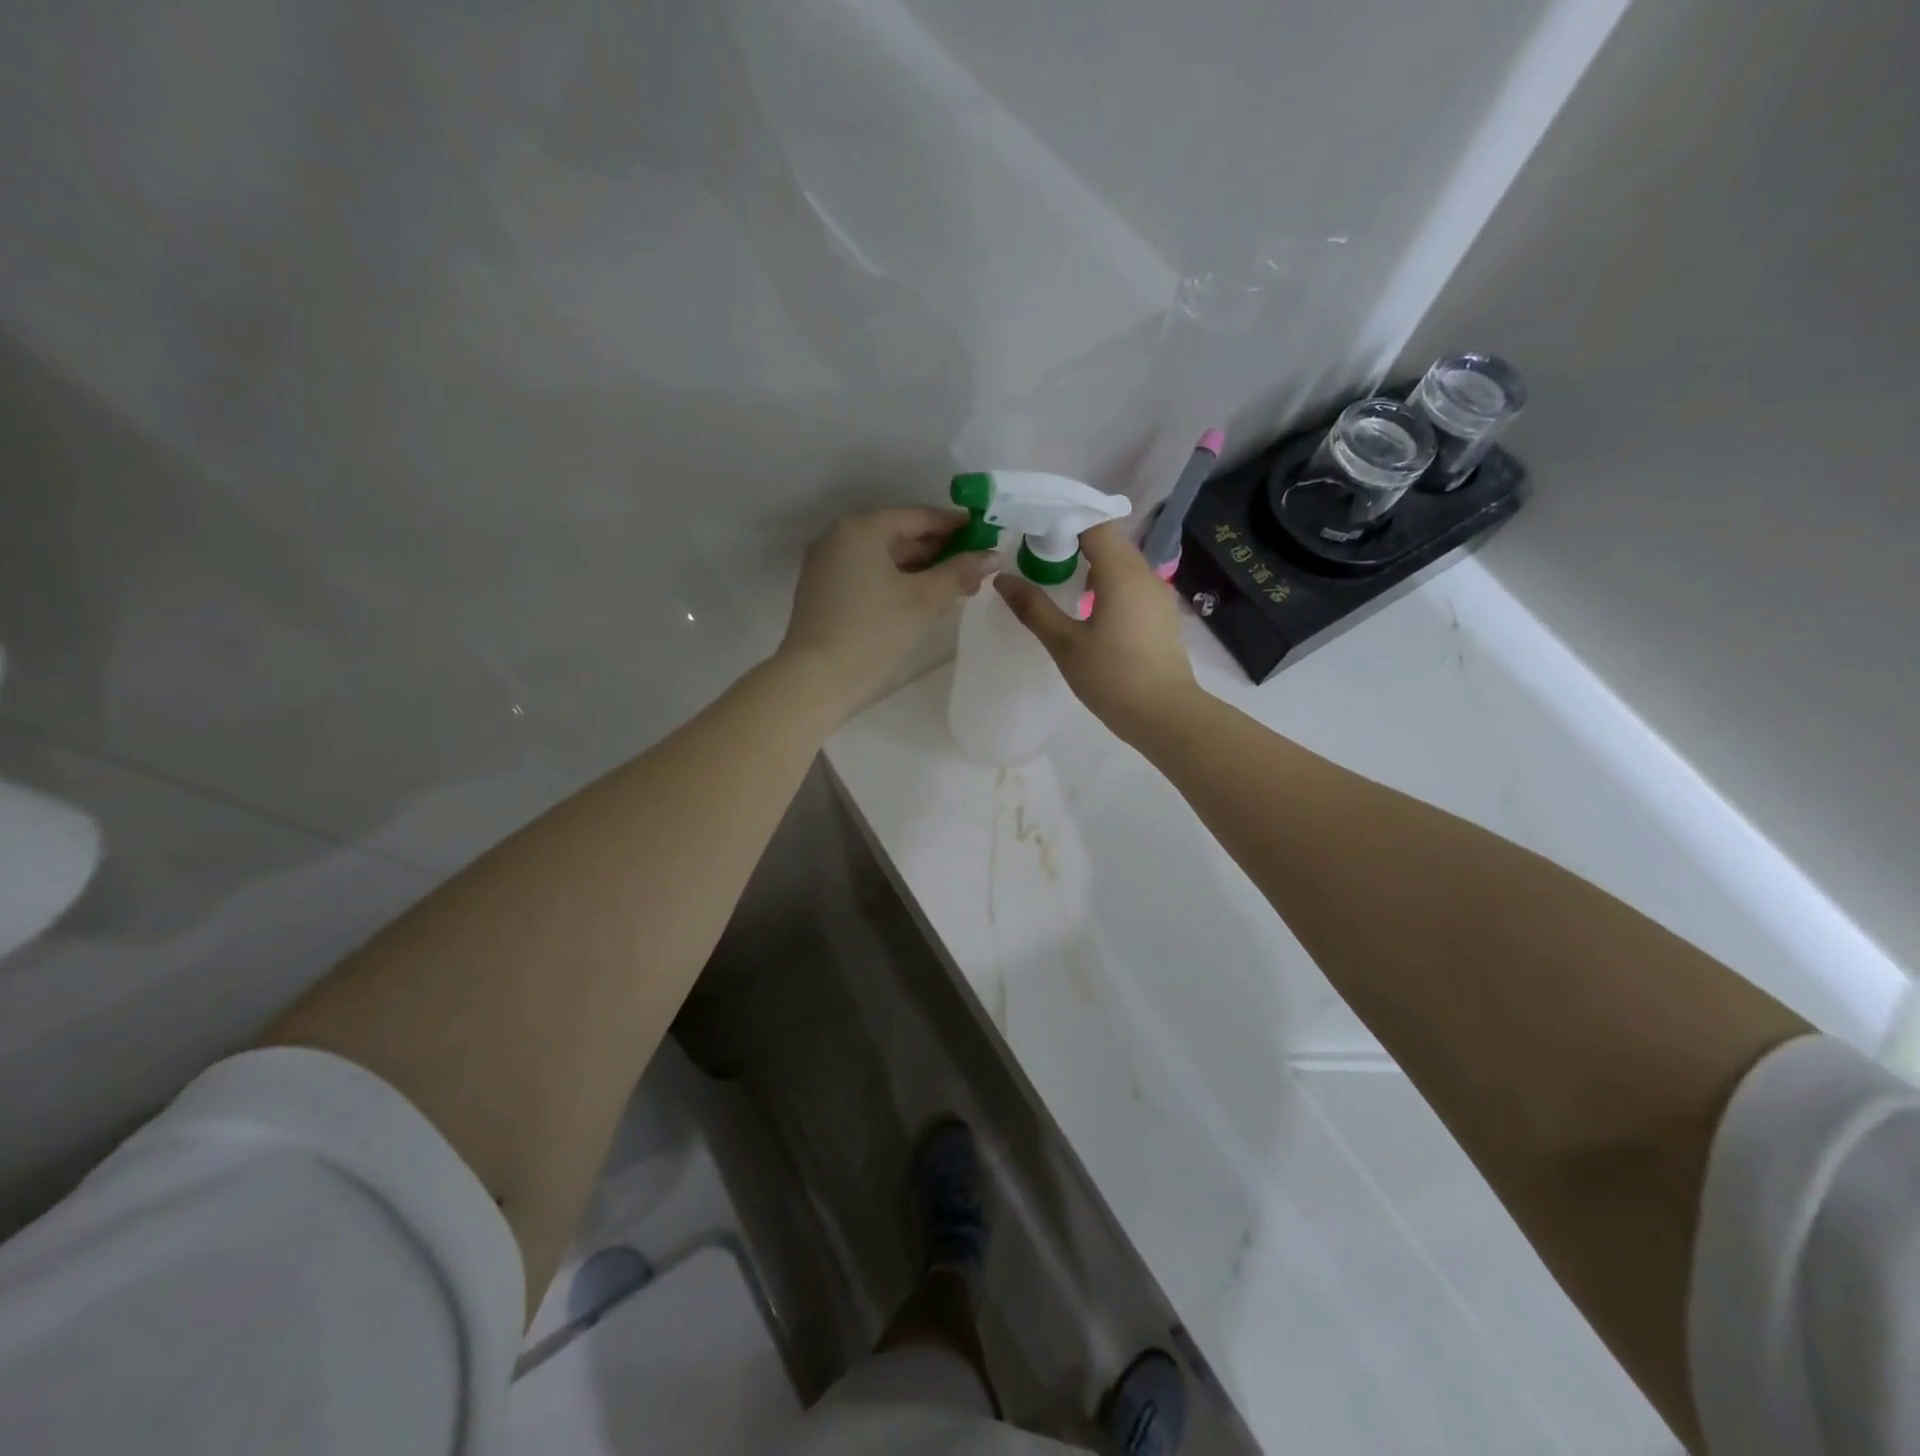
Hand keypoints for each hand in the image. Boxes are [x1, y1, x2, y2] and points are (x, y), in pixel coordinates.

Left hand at [779, 506, 996, 719]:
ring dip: (920, 570)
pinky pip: (869, 576)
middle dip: (939, 552)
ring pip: (884, 559)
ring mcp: (827, 566)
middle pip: (899, 536)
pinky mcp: (824, 592)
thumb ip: (959, 573)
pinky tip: (923, 599)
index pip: (917, 517)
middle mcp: (839, 538)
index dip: (955, 526)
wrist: (815, 680)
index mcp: (861, 529)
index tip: (985, 536)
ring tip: (957, 586)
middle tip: (976, 567)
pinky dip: (897, 582)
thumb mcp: (922, 601)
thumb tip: (994, 555)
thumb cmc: (872, 633)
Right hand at [995, 520, 1197, 741]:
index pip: (1093, 524)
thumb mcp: (1065, 644)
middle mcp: (1145, 573)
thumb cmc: (1112, 678)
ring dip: (1091, 561)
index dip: (1063, 519)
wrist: (1165, 714)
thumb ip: (1033, 608)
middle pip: (1109, 539)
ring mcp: (1157, 592)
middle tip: (1037, 551)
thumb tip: (1002, 579)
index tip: (1033, 528)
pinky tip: (1087, 603)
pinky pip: (1131, 581)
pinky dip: (1107, 580)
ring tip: (1058, 575)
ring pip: (1122, 561)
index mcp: (1121, 572)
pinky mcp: (1161, 612)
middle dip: (1074, 539)